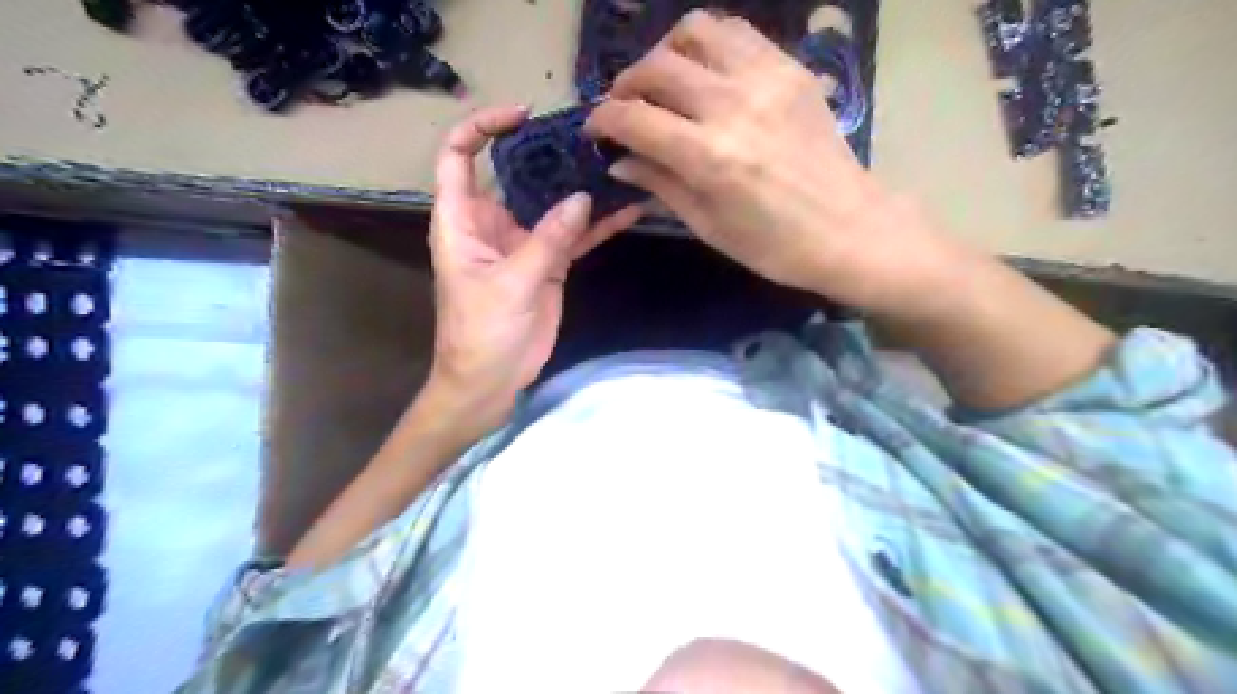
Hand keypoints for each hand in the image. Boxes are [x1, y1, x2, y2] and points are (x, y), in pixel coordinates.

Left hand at [427, 103, 642, 429]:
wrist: (492, 381)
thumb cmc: (481, 333)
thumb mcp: (511, 283)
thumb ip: (547, 240)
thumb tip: (583, 198)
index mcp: (462, 220)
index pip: (458, 157)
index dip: (482, 128)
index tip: (523, 115)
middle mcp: (492, 224)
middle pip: (516, 175)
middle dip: (547, 154)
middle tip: (589, 138)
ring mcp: (524, 244)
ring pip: (552, 205)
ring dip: (580, 188)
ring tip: (615, 164)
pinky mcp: (548, 266)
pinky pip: (574, 238)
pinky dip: (597, 227)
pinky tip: (627, 211)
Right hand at [586, 10, 965, 318]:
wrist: (850, 229)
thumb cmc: (775, 246)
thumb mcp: (709, 226)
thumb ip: (661, 184)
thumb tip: (620, 159)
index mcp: (710, 157)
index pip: (635, 118)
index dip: (603, 120)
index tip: (595, 130)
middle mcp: (733, 105)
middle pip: (657, 67)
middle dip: (626, 84)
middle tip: (623, 107)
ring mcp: (766, 79)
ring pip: (696, 32)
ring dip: (666, 51)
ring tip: (663, 81)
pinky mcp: (791, 69)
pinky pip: (737, 33)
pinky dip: (709, 44)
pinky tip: (705, 72)